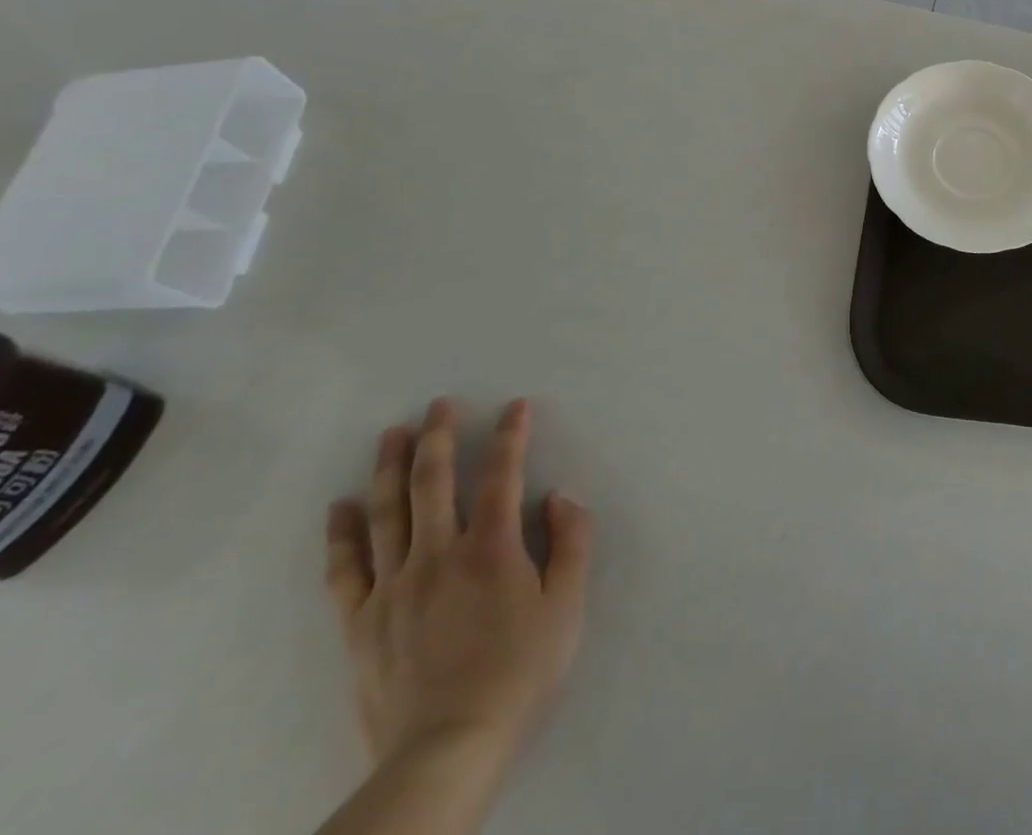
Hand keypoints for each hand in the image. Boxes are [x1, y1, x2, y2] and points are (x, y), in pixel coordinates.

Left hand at [324, 399, 592, 780]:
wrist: (447, 748)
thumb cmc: (519, 671)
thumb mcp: (567, 605)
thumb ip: (571, 543)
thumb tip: (561, 496)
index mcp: (491, 549)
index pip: (502, 475)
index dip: (511, 436)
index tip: (516, 406)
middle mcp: (438, 555)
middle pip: (433, 483)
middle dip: (440, 437)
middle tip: (439, 405)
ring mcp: (393, 588)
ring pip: (387, 514)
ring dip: (390, 468)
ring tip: (392, 434)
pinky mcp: (361, 622)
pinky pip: (345, 569)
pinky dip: (341, 535)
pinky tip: (339, 508)